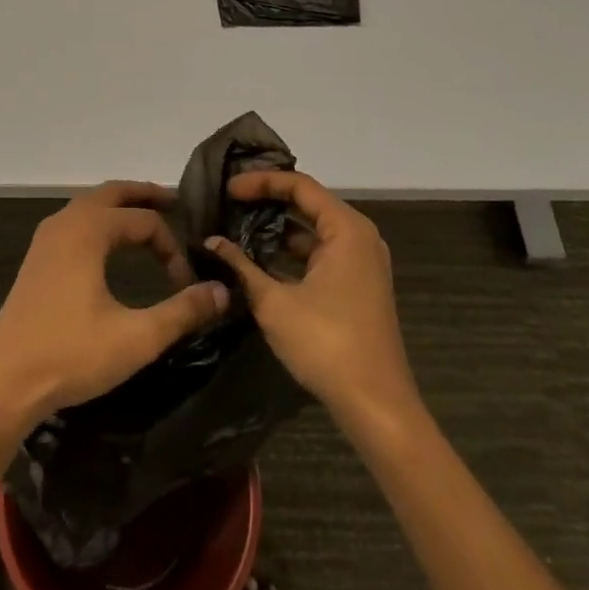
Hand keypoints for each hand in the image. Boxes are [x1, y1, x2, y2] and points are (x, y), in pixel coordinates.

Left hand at [0, 181, 229, 427]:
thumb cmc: (72, 355)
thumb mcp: (136, 337)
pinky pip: (77, 220)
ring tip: (149, 221)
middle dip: (146, 195)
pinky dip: (101, 220)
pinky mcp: (38, 256)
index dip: (172, 246)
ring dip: (121, 206)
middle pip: (114, 192)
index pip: (145, 220)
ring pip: (92, 204)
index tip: (186, 282)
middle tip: (177, 203)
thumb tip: (223, 291)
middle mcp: (66, 221)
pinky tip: (111, 246)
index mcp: (89, 230)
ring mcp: (47, 237)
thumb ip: (182, 312)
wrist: (6, 382)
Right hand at [203, 170, 420, 432]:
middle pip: (309, 202)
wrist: (377, 407)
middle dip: (268, 200)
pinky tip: (261, 262)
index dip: (261, 182)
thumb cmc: (327, 344)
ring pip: (314, 230)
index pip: (300, 186)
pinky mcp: (358, 285)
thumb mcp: (275, 303)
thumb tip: (211, 241)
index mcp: (346, 229)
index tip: (228, 189)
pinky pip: (321, 253)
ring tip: (238, 227)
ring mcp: (361, 262)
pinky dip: (292, 252)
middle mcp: (359, 236)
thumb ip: (241, 267)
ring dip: (279, 229)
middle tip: (230, 201)